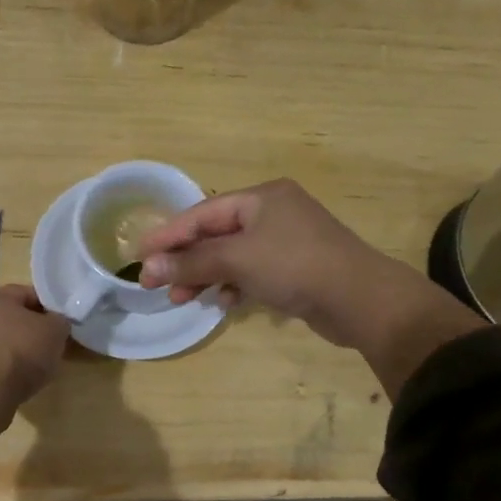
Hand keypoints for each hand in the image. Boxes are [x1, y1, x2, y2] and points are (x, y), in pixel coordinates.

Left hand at [0, 285, 71, 405]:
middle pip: (8, 316)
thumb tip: (55, 322)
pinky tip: (9, 380)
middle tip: (45, 345)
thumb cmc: (21, 353)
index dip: (46, 307)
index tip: (58, 324)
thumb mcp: (55, 332)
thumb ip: (58, 321)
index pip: (26, 293)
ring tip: (28, 368)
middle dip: (26, 328)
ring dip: (9, 348)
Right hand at [137, 180, 397, 343]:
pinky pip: (253, 271)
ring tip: (183, 297)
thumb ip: (192, 261)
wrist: (361, 300)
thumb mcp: (238, 260)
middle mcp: (273, 212)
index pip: (202, 213)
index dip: (169, 234)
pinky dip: (234, 284)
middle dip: (186, 259)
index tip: (139, 255)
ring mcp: (287, 241)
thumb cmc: (295, 266)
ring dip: (207, 275)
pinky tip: (224, 302)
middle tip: (157, 285)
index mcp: (261, 198)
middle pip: (216, 234)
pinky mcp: (296, 268)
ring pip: (234, 255)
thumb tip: (149, 266)